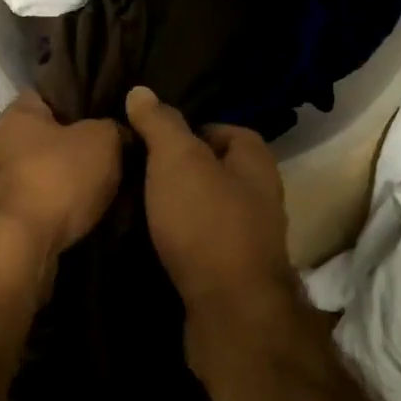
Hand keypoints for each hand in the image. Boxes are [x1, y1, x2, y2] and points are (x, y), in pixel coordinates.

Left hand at [0, 90, 122, 277]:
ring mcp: (2, 185)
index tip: (111, 109)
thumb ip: (113, 129)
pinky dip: (65, 209)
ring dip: (73, 181)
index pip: (50, 93)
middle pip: (50, 136)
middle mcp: (2, 144)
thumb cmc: (57, 177)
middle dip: (80, 145)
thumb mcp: (103, 140)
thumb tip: (119, 134)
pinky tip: (91, 213)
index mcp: (18, 112)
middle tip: (118, 151)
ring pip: (48, 173)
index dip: (81, 98)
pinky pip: (46, 204)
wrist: (19, 246)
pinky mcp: (8, 219)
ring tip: (111, 185)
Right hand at [124, 87, 294, 314]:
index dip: (190, 130)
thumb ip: (160, 124)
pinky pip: (204, 240)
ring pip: (209, 207)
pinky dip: (182, 237)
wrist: (230, 309)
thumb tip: (141, 91)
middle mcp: (261, 195)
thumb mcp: (176, 160)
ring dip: (179, 206)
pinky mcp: (234, 271)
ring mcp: (251, 236)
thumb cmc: (206, 222)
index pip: (226, 129)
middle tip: (139, 170)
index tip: (153, 139)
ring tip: (139, 204)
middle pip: (217, 170)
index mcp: (256, 161)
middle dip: (181, 169)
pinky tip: (155, 240)